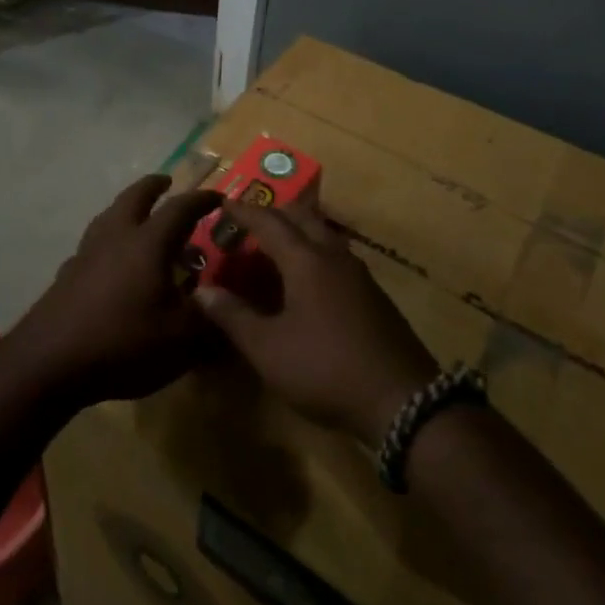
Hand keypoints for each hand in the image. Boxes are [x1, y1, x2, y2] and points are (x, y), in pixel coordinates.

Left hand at [8, 174, 220, 409]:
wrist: (49, 361)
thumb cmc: (123, 342)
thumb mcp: (180, 339)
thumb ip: (207, 320)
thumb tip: (222, 306)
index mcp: (147, 242)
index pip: (179, 208)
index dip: (201, 200)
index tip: (218, 197)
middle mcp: (115, 236)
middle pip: (134, 197)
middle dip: (153, 186)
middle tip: (166, 182)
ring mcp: (86, 253)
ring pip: (109, 216)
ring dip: (126, 208)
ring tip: (138, 216)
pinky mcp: (67, 274)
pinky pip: (93, 245)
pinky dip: (108, 241)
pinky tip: (110, 261)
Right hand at [194, 198, 438, 446]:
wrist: (402, 401)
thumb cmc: (326, 368)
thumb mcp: (269, 349)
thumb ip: (233, 316)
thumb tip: (202, 290)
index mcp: (306, 260)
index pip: (269, 222)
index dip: (244, 211)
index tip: (224, 202)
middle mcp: (333, 256)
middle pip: (302, 218)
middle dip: (274, 213)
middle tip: (249, 221)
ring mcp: (359, 275)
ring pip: (323, 235)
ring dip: (297, 232)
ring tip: (275, 246)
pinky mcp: (373, 296)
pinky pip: (336, 256)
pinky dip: (314, 253)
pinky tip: (308, 280)